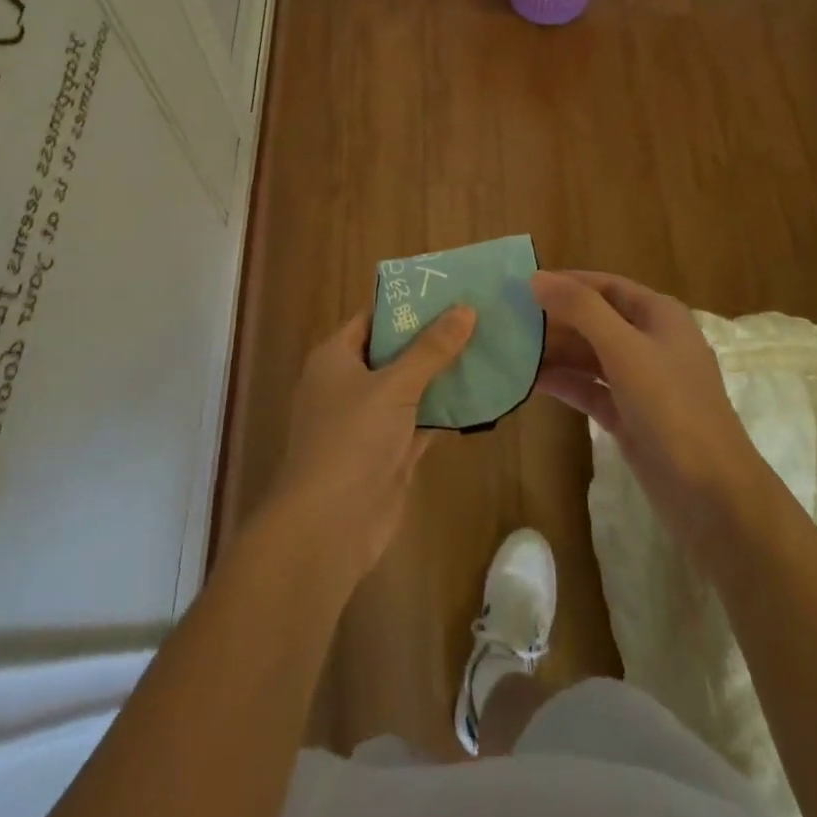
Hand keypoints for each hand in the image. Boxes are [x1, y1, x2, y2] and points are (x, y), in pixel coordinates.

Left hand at [266, 304, 475, 584]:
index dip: (408, 303)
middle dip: (433, 337)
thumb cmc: (351, 440)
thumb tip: (465, 309)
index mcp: (335, 357)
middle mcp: (349, 384)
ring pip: (411, 387)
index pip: (373, 317)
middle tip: (478, 315)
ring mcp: (369, 421)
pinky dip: (445, 410)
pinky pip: (420, 421)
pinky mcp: (388, 453)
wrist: (329, 527)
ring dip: (443, 374)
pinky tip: (480, 394)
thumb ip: (430, 349)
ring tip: (487, 346)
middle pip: (394, 351)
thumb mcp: (393, 386)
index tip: (449, 289)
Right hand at [532, 270, 760, 554]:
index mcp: (659, 316)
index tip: (522, 284)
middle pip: (595, 319)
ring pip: (590, 356)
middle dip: (555, 319)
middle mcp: (651, 342)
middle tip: (507, 319)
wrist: (714, 497)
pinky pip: (590, 389)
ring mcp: (641, 382)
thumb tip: (537, 278)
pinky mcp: (630, 417)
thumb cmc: (673, 409)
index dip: (567, 282)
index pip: (606, 286)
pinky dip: (564, 383)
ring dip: (555, 352)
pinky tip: (530, 382)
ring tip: (509, 350)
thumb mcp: (625, 350)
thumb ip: (581, 310)